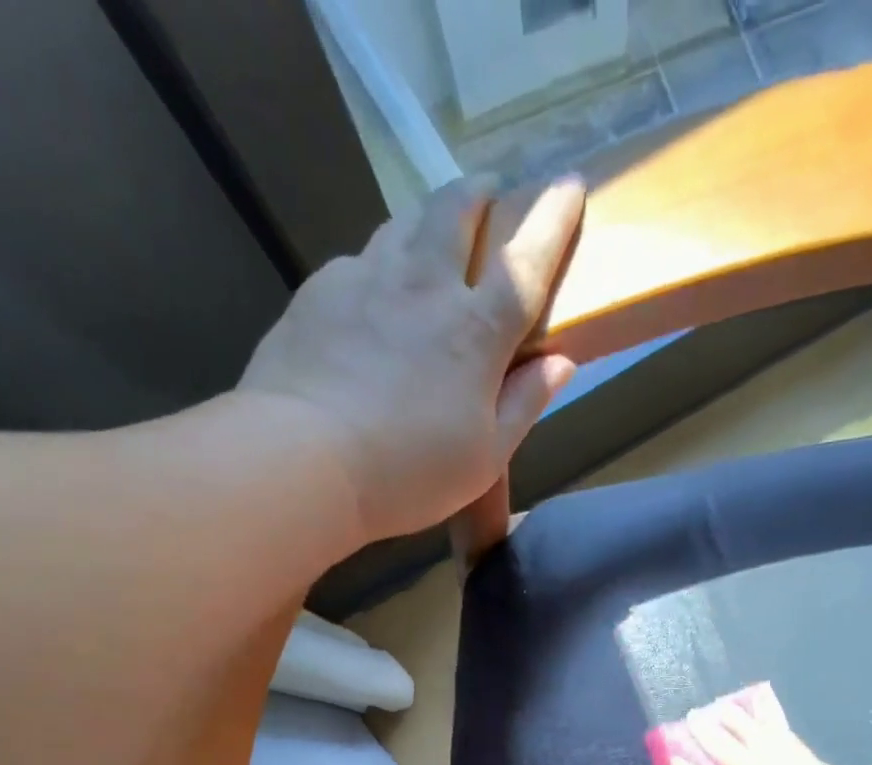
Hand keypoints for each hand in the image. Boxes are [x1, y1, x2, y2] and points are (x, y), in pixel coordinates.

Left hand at [238, 175, 583, 544]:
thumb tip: (561, 362)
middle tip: (490, 192)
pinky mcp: (319, 292)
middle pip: (456, 211)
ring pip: (404, 224)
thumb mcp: (485, 457)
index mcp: (475, 331)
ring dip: (428, 220)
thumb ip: (524, 404)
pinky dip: (378, 267)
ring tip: (432, 236)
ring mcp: (365, 280)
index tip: (568, 185)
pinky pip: (359, 262)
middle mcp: (423, 287)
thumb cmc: (409, 472)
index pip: (526, 263)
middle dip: (480, 192)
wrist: (303, 460)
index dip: (552, 221)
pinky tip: (372, 296)